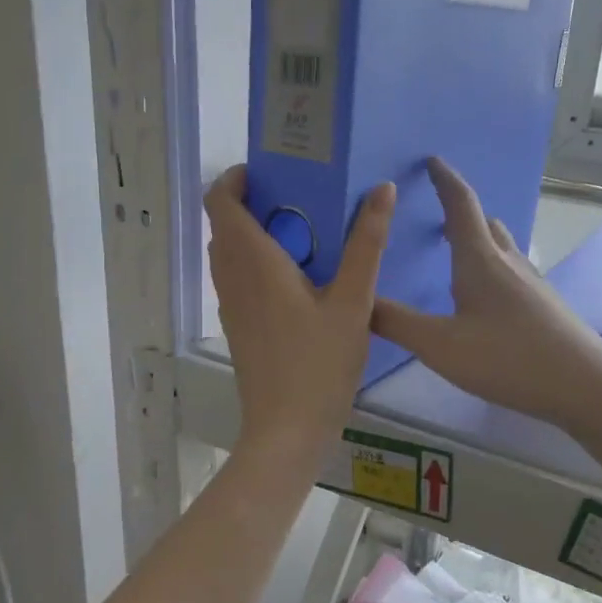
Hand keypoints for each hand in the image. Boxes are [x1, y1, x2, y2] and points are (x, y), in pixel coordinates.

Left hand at [206, 165, 394, 465]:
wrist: (286, 431)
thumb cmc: (320, 365)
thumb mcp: (353, 302)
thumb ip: (367, 245)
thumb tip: (382, 190)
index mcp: (253, 262)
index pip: (220, 201)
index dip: (234, 178)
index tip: (269, 171)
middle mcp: (233, 278)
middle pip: (225, 225)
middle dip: (252, 203)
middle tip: (298, 197)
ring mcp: (231, 306)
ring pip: (229, 254)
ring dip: (254, 234)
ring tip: (303, 233)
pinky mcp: (238, 327)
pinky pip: (237, 279)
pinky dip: (256, 263)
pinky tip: (298, 278)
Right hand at [372, 158, 601, 431]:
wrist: (585, 385)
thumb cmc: (509, 358)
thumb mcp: (441, 346)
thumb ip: (397, 323)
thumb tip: (360, 301)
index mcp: (480, 260)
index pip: (461, 205)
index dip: (445, 179)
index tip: (432, 160)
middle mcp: (508, 263)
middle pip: (484, 224)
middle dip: (460, 213)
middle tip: (437, 215)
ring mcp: (532, 284)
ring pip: (501, 248)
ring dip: (478, 241)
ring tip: (456, 255)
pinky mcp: (545, 306)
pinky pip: (512, 272)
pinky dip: (492, 268)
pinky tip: (486, 300)